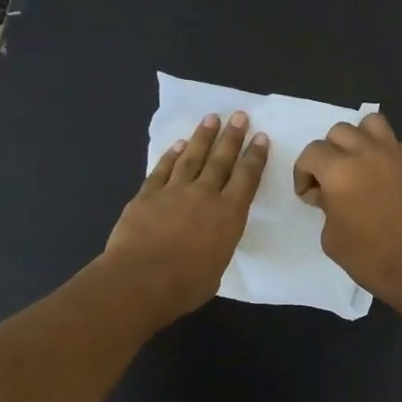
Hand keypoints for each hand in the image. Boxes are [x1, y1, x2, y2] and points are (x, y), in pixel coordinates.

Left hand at [105, 111, 268, 322]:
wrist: (141, 279)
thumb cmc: (186, 285)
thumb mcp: (216, 270)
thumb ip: (216, 249)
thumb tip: (207, 245)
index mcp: (228, 215)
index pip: (246, 178)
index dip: (255, 157)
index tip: (260, 137)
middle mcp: (204, 195)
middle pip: (221, 160)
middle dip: (232, 137)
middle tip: (239, 115)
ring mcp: (173, 192)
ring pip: (191, 157)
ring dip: (202, 137)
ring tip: (211, 119)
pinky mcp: (146, 195)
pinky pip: (162, 170)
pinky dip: (170, 156)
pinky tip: (177, 145)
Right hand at [294, 112, 401, 310]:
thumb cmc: (369, 257)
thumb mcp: (331, 237)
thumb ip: (325, 206)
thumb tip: (328, 195)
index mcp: (339, 170)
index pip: (312, 152)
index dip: (304, 173)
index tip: (309, 195)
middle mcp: (366, 153)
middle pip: (339, 131)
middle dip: (329, 153)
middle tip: (331, 180)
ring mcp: (396, 155)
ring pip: (371, 123)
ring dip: (358, 139)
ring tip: (358, 164)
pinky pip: (396, 144)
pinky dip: (385, 152)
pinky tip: (384, 175)